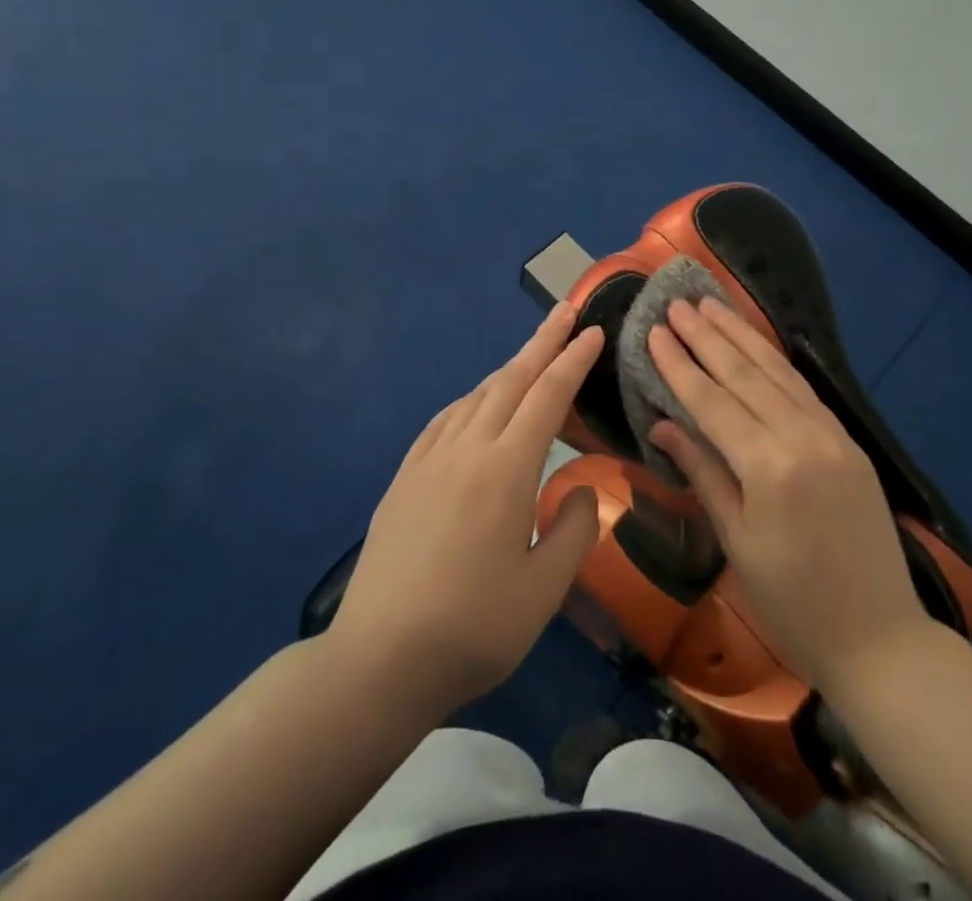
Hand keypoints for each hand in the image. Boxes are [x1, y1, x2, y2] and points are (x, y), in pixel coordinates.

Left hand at [329, 304, 602, 716]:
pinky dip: (470, 401)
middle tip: (565, 312)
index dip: (573, 361)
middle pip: (510, 381)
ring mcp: (429, 461)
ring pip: (475, 397)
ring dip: (508, 370)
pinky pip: (443, 421)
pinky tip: (474, 406)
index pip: (548, 397)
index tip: (592, 332)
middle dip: (542, 343)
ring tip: (530, 357)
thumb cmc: (473, 628)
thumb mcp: (544, 589)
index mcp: (505, 470)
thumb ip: (574, 530)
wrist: (379, 660)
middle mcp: (466, 450)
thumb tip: (581, 490)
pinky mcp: (404, 479)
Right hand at [647, 297, 929, 690]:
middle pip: (745, 374)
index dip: (680, 365)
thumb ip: (702, 472)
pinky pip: (803, 389)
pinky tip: (756, 343)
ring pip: (777, 372)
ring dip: (742, 335)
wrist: (881, 639)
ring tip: (712, 305)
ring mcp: (832, 435)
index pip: (712, 401)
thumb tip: (662, 423)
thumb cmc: (793, 603)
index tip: (655, 331)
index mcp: (769, 467)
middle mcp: (803, 437)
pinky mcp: (849, 440)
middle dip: (707, 336)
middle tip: (677, 303)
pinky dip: (774, 361)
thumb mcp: (737, 541)